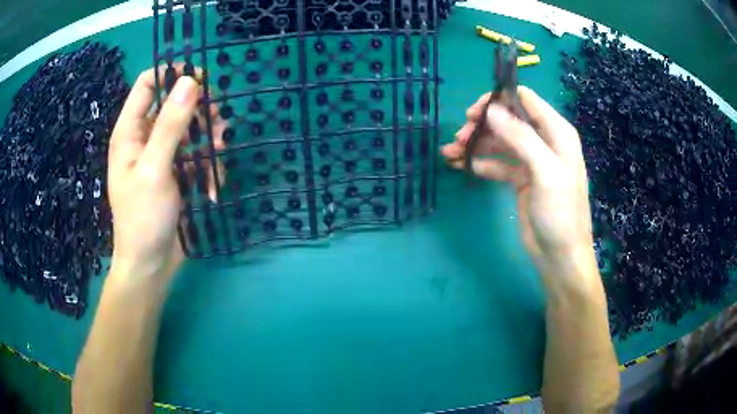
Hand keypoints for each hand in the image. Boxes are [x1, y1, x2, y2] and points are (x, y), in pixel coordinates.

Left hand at [107, 67, 222, 285]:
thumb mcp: (155, 169)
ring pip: (191, 129)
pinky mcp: (177, 174)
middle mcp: (145, 137)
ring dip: (209, 139)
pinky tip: (212, 187)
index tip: (201, 79)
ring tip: (220, 155)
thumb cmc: (143, 218)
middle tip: (218, 122)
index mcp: (130, 130)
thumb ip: (170, 124)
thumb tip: (190, 81)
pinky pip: (197, 156)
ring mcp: (162, 156)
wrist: (151, 265)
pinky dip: (209, 167)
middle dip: (199, 111)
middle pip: (175, 104)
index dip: (172, 73)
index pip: (148, 83)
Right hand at [441, 86, 595, 286]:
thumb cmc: (560, 213)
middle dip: (483, 124)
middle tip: (460, 136)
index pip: (526, 100)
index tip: (474, 111)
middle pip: (509, 120)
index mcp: (557, 132)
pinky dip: (482, 163)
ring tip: (451, 153)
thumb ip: (521, 137)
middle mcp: (544, 141)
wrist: (559, 256)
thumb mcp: (545, 172)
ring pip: (500, 141)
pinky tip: (465, 167)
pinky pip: (498, 163)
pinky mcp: (521, 179)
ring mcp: (532, 160)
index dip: (500, 99)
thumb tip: (491, 109)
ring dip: (477, 144)